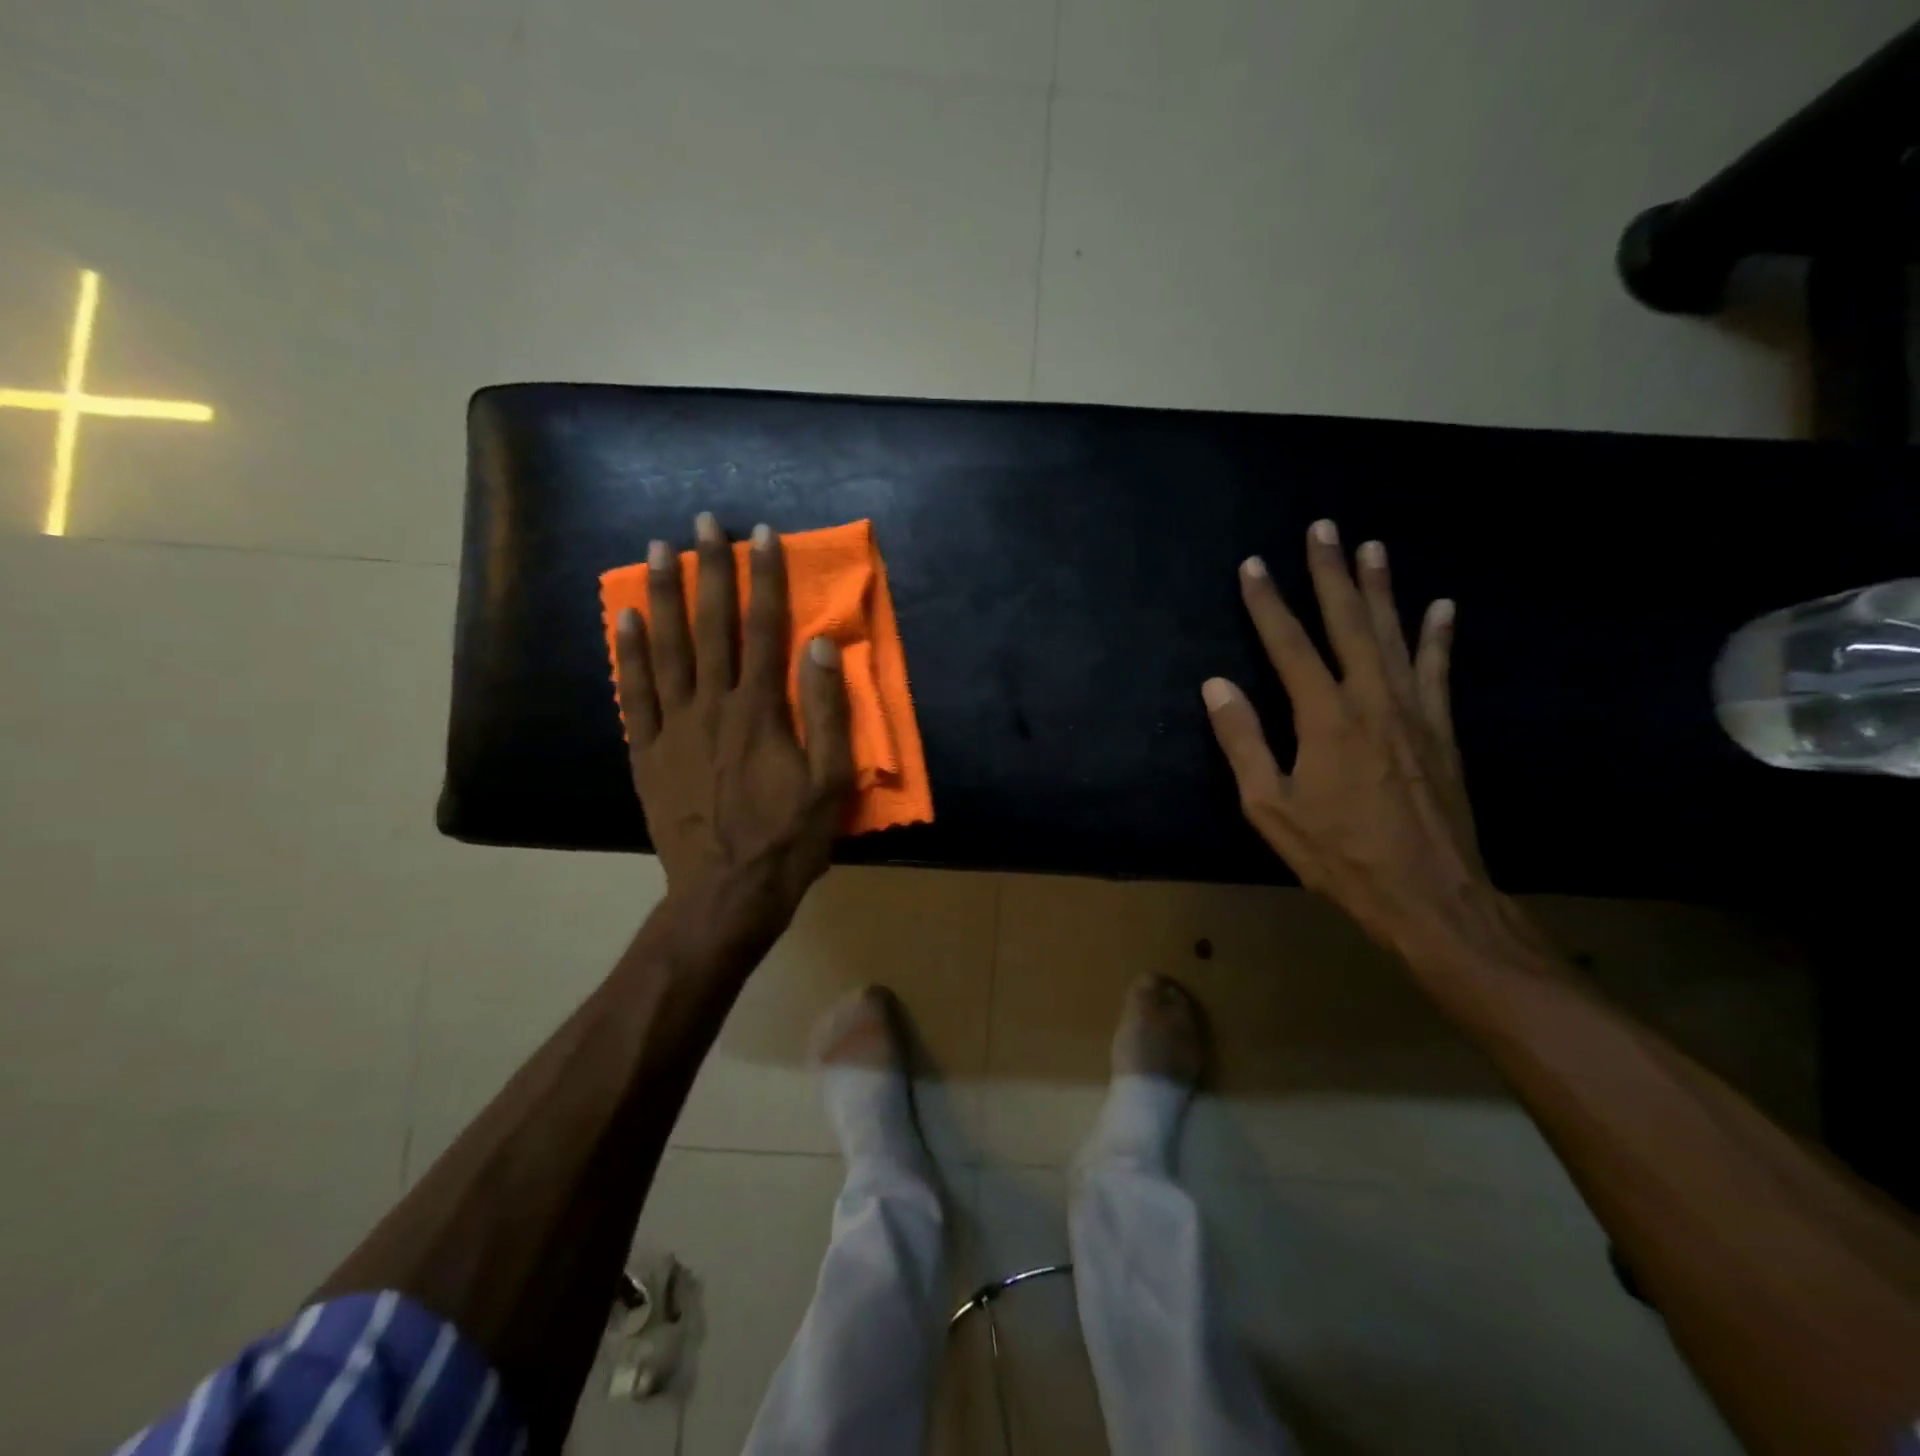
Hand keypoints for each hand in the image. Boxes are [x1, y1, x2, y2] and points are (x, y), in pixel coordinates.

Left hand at [615, 514, 853, 947]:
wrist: (726, 894)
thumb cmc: (789, 839)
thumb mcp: (830, 781)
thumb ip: (827, 711)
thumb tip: (821, 645)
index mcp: (760, 711)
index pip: (764, 629)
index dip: (765, 579)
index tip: (761, 535)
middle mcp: (712, 706)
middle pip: (710, 627)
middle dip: (709, 570)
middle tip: (702, 522)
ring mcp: (673, 727)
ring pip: (666, 649)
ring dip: (665, 596)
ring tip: (658, 550)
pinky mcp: (648, 752)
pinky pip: (634, 693)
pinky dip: (627, 653)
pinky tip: (625, 618)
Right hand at [1202, 519, 1505, 963]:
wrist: (1430, 895)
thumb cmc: (1339, 855)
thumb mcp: (1270, 808)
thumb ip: (1243, 742)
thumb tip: (1217, 685)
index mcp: (1324, 717)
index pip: (1289, 645)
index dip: (1268, 603)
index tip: (1254, 565)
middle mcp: (1372, 699)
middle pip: (1347, 622)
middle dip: (1331, 572)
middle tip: (1323, 527)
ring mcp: (1414, 711)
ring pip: (1394, 634)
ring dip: (1381, 588)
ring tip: (1372, 546)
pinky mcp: (1442, 729)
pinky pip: (1439, 669)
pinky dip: (1438, 635)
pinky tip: (1441, 606)